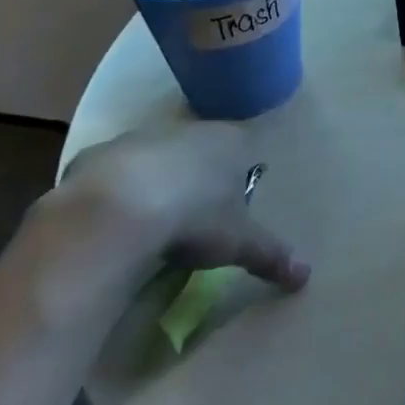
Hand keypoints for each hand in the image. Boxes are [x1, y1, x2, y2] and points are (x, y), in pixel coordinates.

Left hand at [32, 125, 309, 326]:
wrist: (117, 209)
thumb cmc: (194, 218)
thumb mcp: (239, 243)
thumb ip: (272, 254)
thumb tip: (305, 275)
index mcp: (228, 141)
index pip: (242, 147)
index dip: (238, 173)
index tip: (233, 204)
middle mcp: (187, 129)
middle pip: (199, 148)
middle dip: (198, 174)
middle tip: (196, 214)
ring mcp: (140, 137)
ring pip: (156, 156)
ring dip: (157, 180)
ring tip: (154, 219)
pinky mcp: (98, 154)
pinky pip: (114, 172)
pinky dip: (116, 191)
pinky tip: (114, 221)